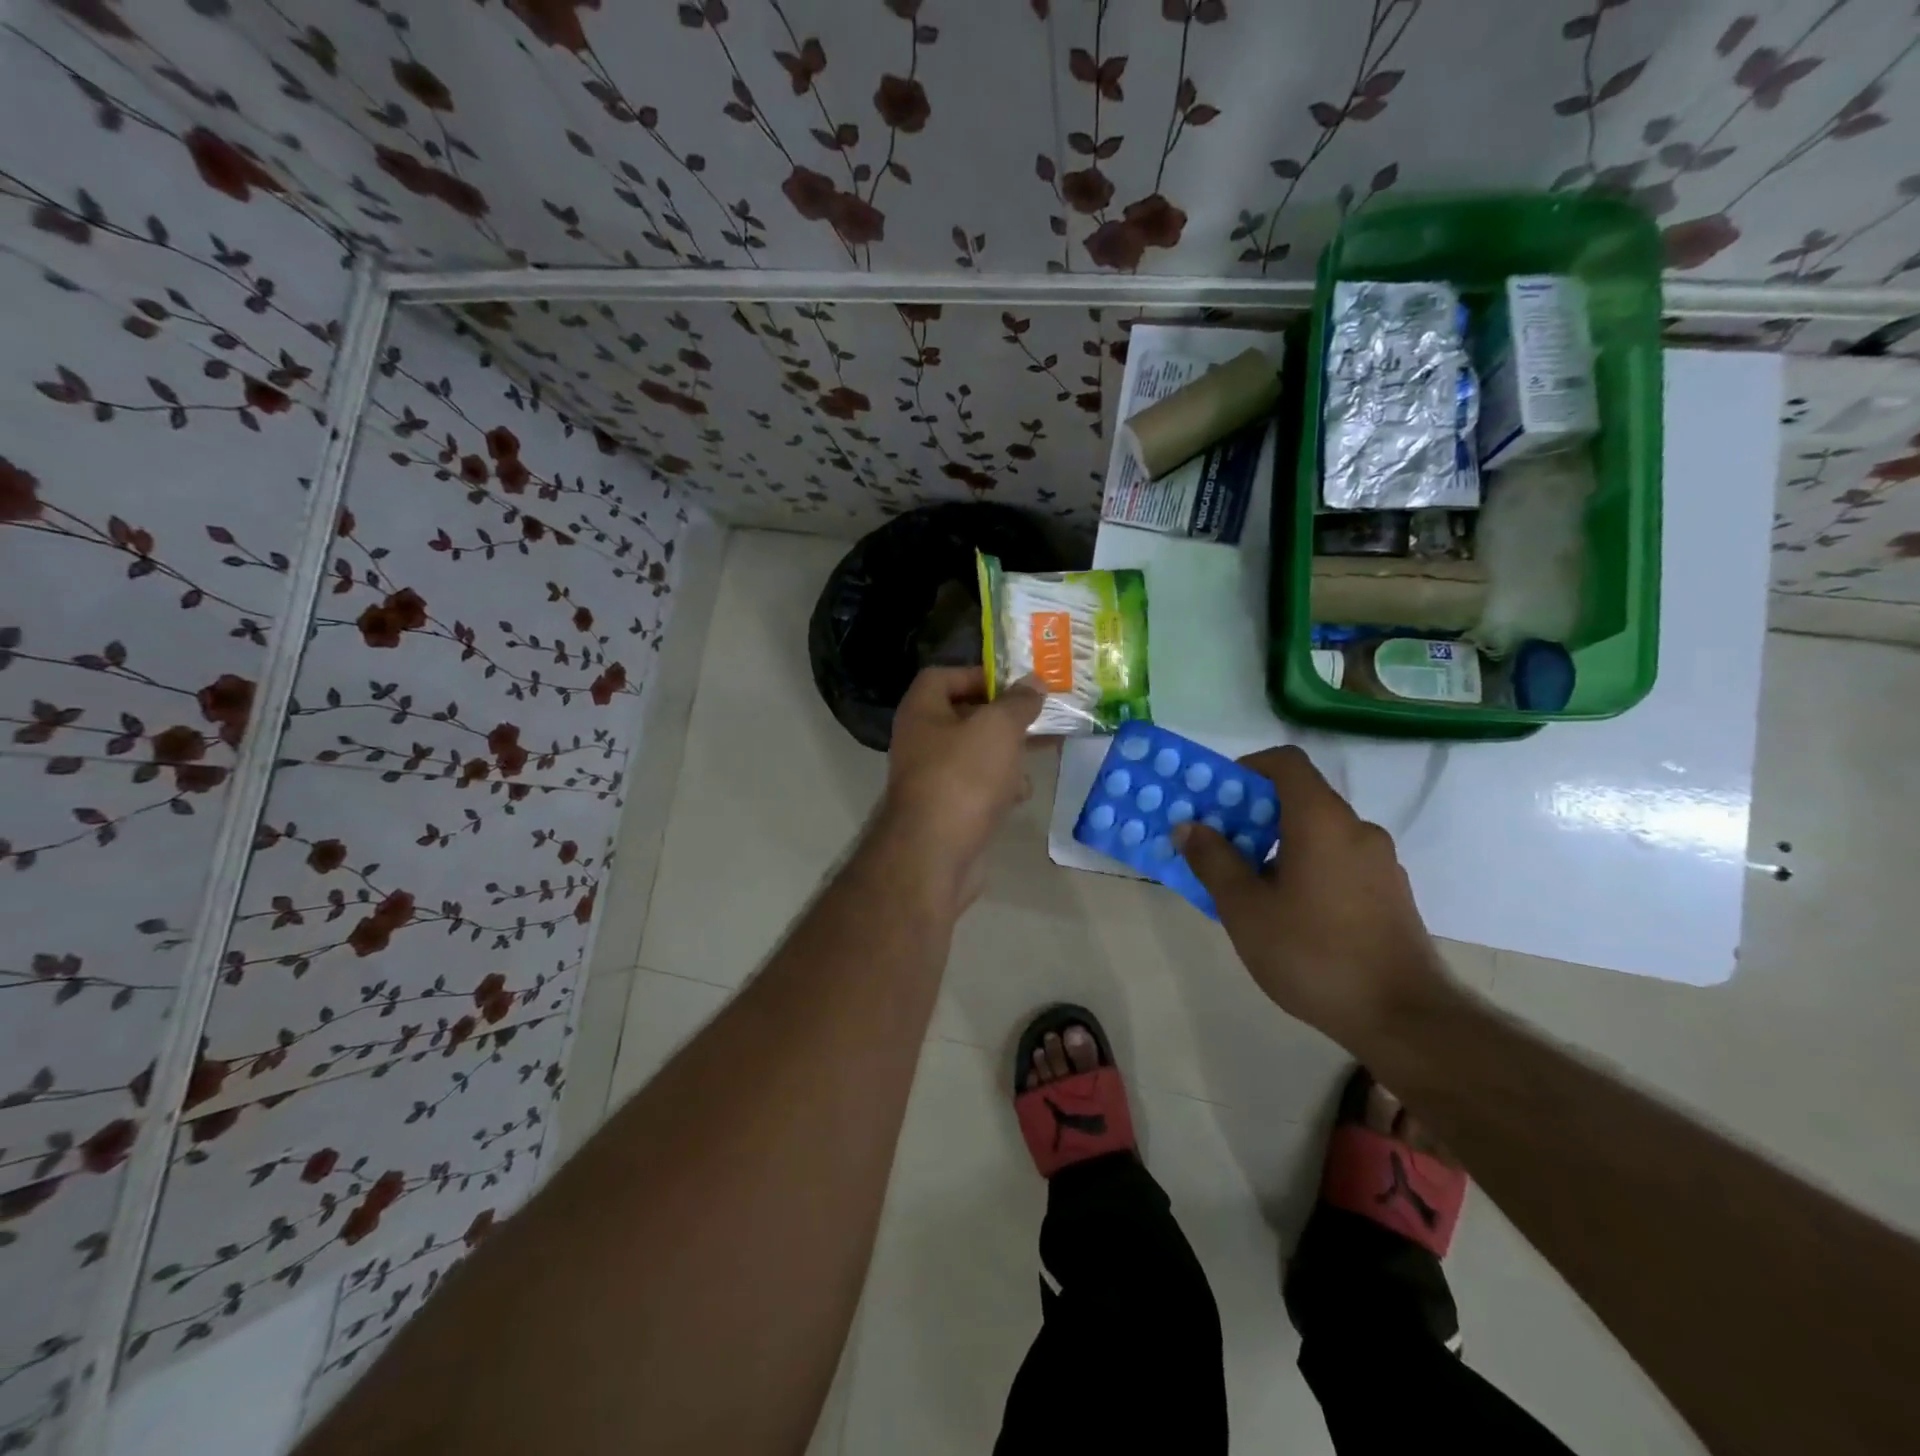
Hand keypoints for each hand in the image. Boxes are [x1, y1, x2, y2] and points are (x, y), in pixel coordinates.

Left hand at [873, 667, 1044, 908]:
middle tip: (1040, 716)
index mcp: (922, 711)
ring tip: (1040, 751)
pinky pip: (976, 787)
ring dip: (1006, 752)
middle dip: (1003, 716)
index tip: (1014, 684)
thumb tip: (1033, 683)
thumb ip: (1018, 702)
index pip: (943, 676)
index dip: (979, 674)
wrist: (936, 853)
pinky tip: (1021, 793)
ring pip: (975, 753)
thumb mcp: (998, 727)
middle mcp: (921, 740)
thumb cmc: (963, 776)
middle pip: (964, 715)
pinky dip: (999, 786)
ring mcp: (932, 778)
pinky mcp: (946, 811)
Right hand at [1174, 745, 1450, 1052]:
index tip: (1219, 797)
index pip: (1286, 763)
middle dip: (1254, 815)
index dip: (1248, 768)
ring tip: (1249, 887)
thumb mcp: (1245, 909)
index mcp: (1321, 820)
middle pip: (1300, 799)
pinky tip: (1289, 913)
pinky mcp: (1390, 893)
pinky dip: (1307, 866)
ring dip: (1279, 845)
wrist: (1403, 1017)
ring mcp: (1379, 862)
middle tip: (1220, 847)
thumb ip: (1213, 861)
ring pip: (1319, 833)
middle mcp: (1356, 829)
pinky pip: (1338, 860)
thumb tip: (1189, 826)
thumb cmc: (1313, 953)